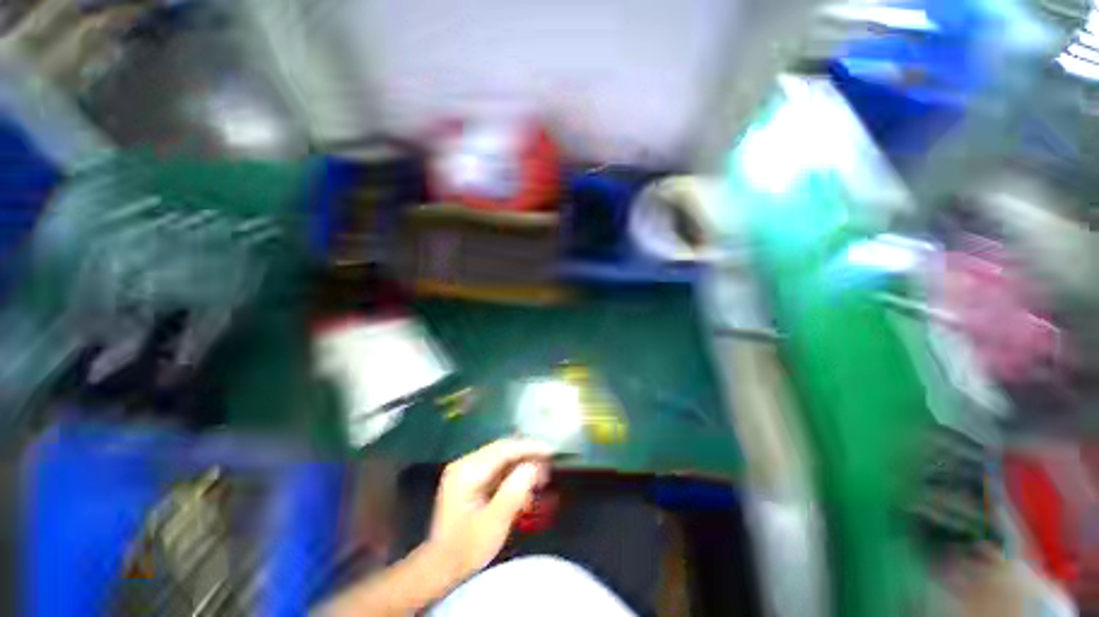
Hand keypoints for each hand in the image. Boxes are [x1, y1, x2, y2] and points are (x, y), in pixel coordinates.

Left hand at [425, 438, 550, 584]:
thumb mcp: (494, 524)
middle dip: (527, 454)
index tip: (551, 451)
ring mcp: (465, 469)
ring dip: (521, 462)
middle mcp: (465, 463)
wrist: (440, 569)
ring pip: (501, 456)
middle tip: (549, 464)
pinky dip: (512, 472)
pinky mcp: (469, 478)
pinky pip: (496, 467)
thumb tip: (534, 465)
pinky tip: (525, 483)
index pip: (504, 449)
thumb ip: (514, 491)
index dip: (529, 447)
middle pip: (502, 449)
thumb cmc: (467, 549)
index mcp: (467, 471)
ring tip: (541, 475)